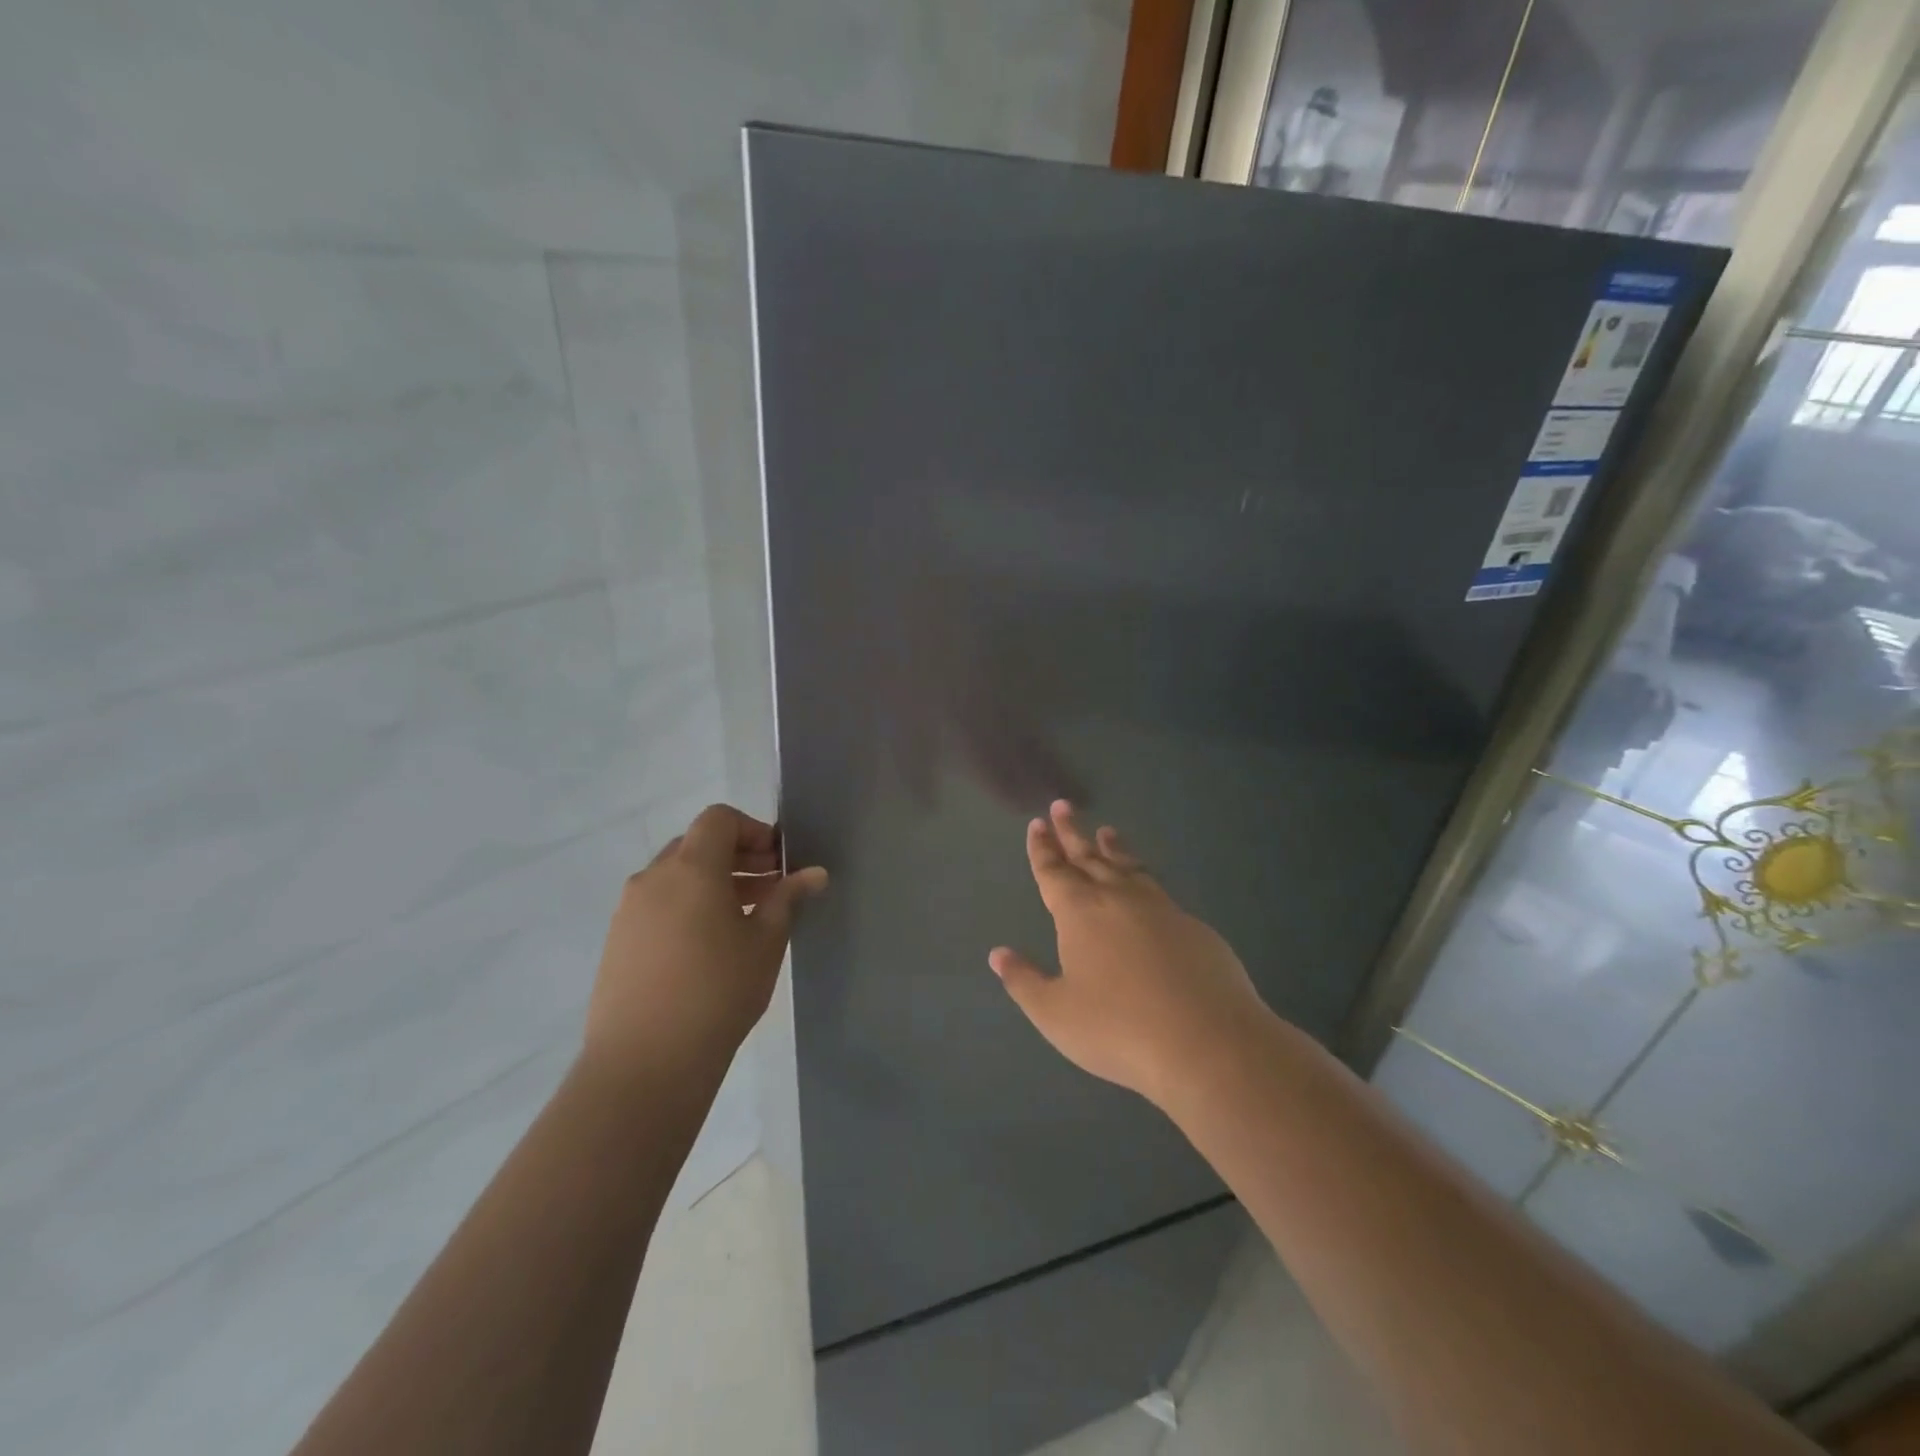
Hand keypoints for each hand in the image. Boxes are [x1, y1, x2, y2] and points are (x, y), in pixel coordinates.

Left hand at [583, 805, 827, 1087]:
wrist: (645, 1063)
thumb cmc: (718, 992)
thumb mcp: (766, 942)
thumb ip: (788, 899)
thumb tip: (815, 874)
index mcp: (691, 868)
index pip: (719, 819)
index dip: (753, 830)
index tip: (778, 860)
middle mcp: (653, 878)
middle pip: (697, 845)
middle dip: (737, 857)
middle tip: (771, 888)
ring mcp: (629, 910)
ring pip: (676, 877)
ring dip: (713, 883)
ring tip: (745, 920)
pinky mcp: (618, 941)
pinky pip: (658, 905)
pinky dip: (687, 906)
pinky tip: (709, 947)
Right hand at [989, 800, 1268, 1106]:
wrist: (1208, 1042)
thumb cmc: (1118, 1028)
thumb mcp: (1056, 1014)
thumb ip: (1024, 981)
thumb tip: (998, 954)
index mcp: (1080, 913)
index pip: (1054, 872)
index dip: (1043, 849)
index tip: (1038, 824)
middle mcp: (1118, 899)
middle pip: (1089, 858)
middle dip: (1072, 833)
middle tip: (1063, 807)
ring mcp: (1160, 909)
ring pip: (1129, 868)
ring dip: (1113, 849)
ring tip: (1106, 832)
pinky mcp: (1194, 927)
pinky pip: (1158, 891)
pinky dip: (1143, 877)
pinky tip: (1146, 889)